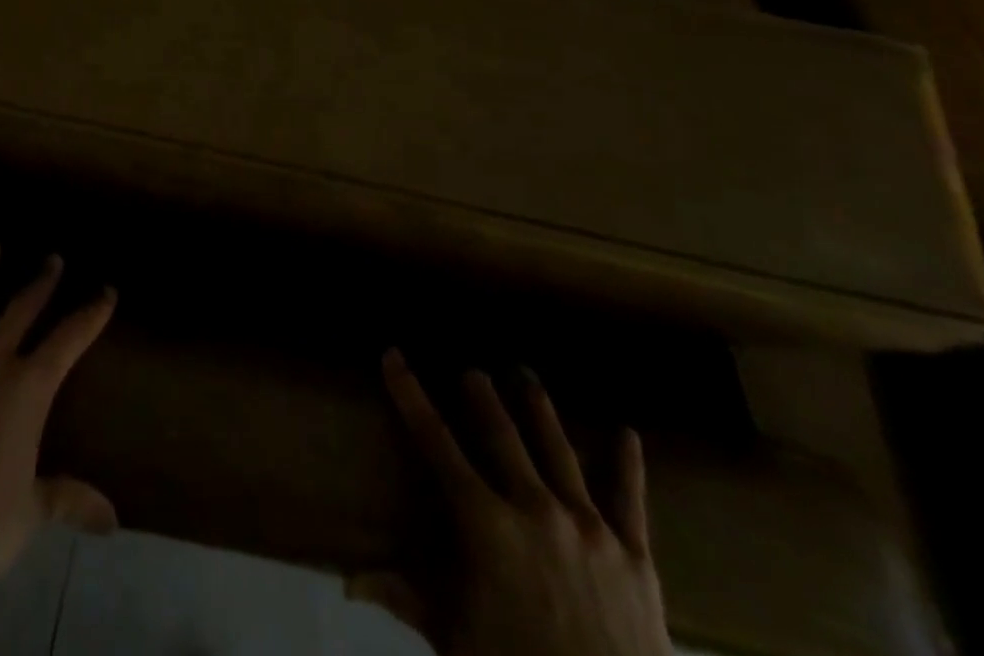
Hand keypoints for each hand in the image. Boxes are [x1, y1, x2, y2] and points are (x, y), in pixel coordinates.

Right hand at [356, 351, 671, 655]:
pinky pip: (629, 498)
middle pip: (502, 434)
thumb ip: (405, 599)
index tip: (393, 356)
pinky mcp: (634, 555)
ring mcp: (588, 527)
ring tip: (526, 375)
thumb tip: (348, 582)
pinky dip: (627, 462)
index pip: (436, 442)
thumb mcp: (454, 641)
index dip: (411, 395)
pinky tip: (626, 432)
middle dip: (483, 396)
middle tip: (472, 370)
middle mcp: (535, 509)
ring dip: (539, 409)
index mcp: (486, 524)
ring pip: (558, 450)